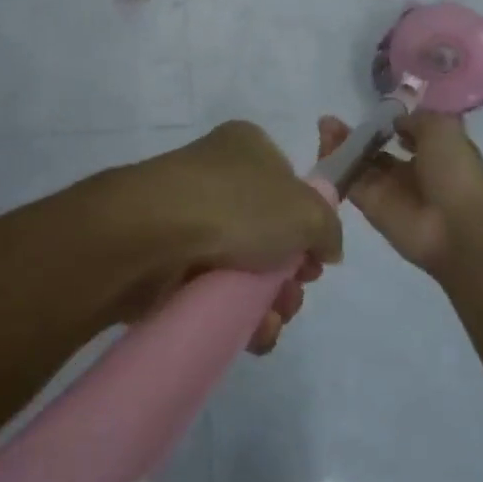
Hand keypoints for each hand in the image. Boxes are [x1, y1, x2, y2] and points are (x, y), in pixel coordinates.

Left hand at [114, 120, 341, 353]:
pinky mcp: (169, 259)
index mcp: (247, 147)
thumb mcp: (306, 210)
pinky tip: (252, 334)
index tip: (316, 259)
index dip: (308, 225)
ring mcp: (189, 217)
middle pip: (269, 232)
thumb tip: (326, 247)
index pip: (289, 185)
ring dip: (267, 301)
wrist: (154, 233)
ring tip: (271, 321)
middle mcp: (217, 176)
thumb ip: (328, 227)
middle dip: (289, 273)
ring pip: (243, 267)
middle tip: (293, 294)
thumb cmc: (237, 205)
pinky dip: (237, 316)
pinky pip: (213, 290)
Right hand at [316, 110, 482, 274]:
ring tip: (325, 126)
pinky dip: (335, 165)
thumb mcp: (442, 129)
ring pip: (359, 164)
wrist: (456, 226)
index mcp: (434, 153)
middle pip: (375, 150)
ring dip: (341, 145)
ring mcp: (389, 191)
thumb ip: (415, 120)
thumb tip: (395, 122)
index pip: (405, 135)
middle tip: (332, 120)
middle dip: (357, 134)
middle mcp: (410, 172)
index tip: (372, 112)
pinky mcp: (370, 207)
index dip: (388, 123)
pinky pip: (349, 182)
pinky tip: (324, 145)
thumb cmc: (455, 172)